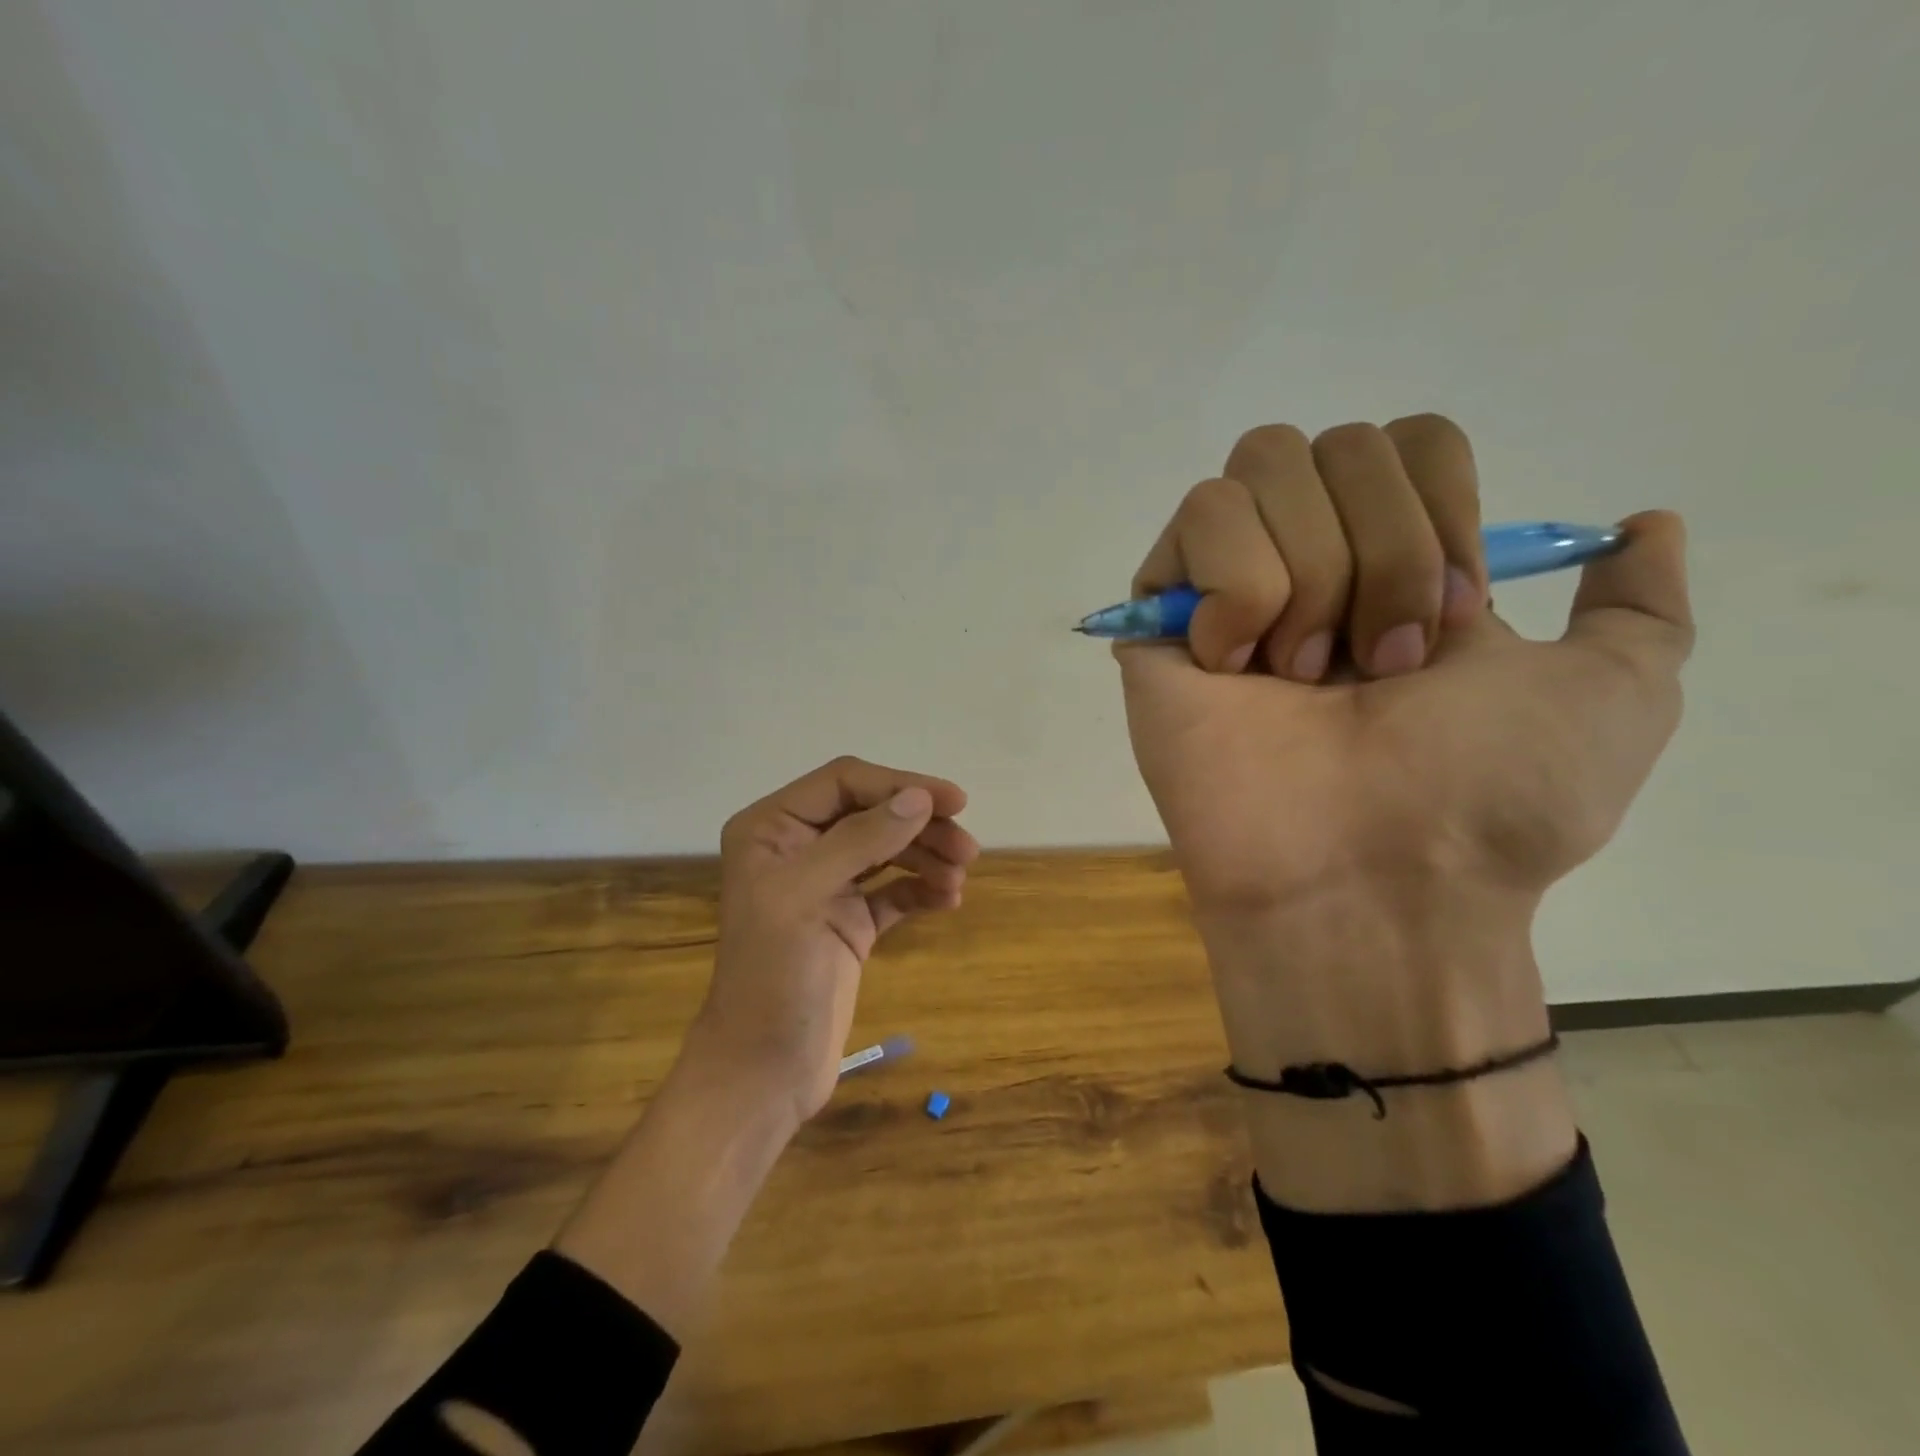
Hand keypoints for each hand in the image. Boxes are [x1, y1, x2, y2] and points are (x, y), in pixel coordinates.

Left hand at [691, 756, 977, 1124]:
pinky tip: (946, 900)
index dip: (900, 785)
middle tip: (968, 850)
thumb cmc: (773, 978)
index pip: (845, 782)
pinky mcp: (849, 922)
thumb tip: (920, 798)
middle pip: (871, 813)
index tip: (954, 802)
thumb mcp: (808, 897)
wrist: (764, 1073)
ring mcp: (825, 886)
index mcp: (772, 828)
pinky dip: (920, 889)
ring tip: (958, 879)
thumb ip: (862, 840)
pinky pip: (892, 890)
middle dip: (920, 826)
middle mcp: (797, 848)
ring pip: (887, 849)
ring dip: (926, 857)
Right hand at [1118, 417, 1692, 1203]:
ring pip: (1261, 468)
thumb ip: (1639, 608)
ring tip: (1299, 678)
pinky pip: (1199, 521)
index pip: (1408, 440)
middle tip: (1376, 663)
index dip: (1439, 507)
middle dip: (1383, 551)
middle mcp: (1309, 561)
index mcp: (1398, 567)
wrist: (1371, 875)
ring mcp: (1226, 587)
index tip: (1451, 617)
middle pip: (1334, 443)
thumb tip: (1644, 524)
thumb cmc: (1487, 796)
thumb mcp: (1615, 697)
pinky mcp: (1160, 615)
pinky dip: (1238, 590)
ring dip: (1310, 575)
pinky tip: (1234, 667)